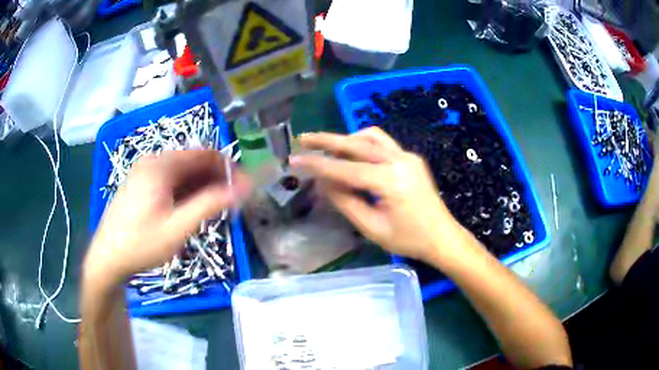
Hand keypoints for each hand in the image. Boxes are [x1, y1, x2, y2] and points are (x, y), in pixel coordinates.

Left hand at [84, 150, 251, 283]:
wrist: (107, 258)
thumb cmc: (141, 244)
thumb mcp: (178, 227)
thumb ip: (211, 204)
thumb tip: (245, 187)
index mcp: (160, 165)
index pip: (205, 154)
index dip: (228, 169)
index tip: (244, 189)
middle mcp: (152, 161)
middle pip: (193, 162)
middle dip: (215, 180)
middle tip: (230, 205)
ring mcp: (144, 172)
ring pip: (182, 173)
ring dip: (201, 187)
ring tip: (212, 211)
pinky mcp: (141, 184)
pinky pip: (170, 181)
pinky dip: (185, 192)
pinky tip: (190, 210)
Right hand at [290, 127, 463, 261]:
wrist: (442, 237)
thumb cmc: (409, 240)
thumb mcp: (372, 227)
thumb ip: (345, 201)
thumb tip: (322, 182)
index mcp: (389, 179)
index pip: (344, 168)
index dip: (316, 164)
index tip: (294, 160)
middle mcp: (399, 159)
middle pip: (356, 143)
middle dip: (327, 140)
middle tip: (303, 139)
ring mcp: (407, 156)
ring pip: (371, 136)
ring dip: (346, 138)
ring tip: (326, 146)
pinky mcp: (410, 158)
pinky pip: (382, 142)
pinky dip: (363, 143)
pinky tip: (353, 152)